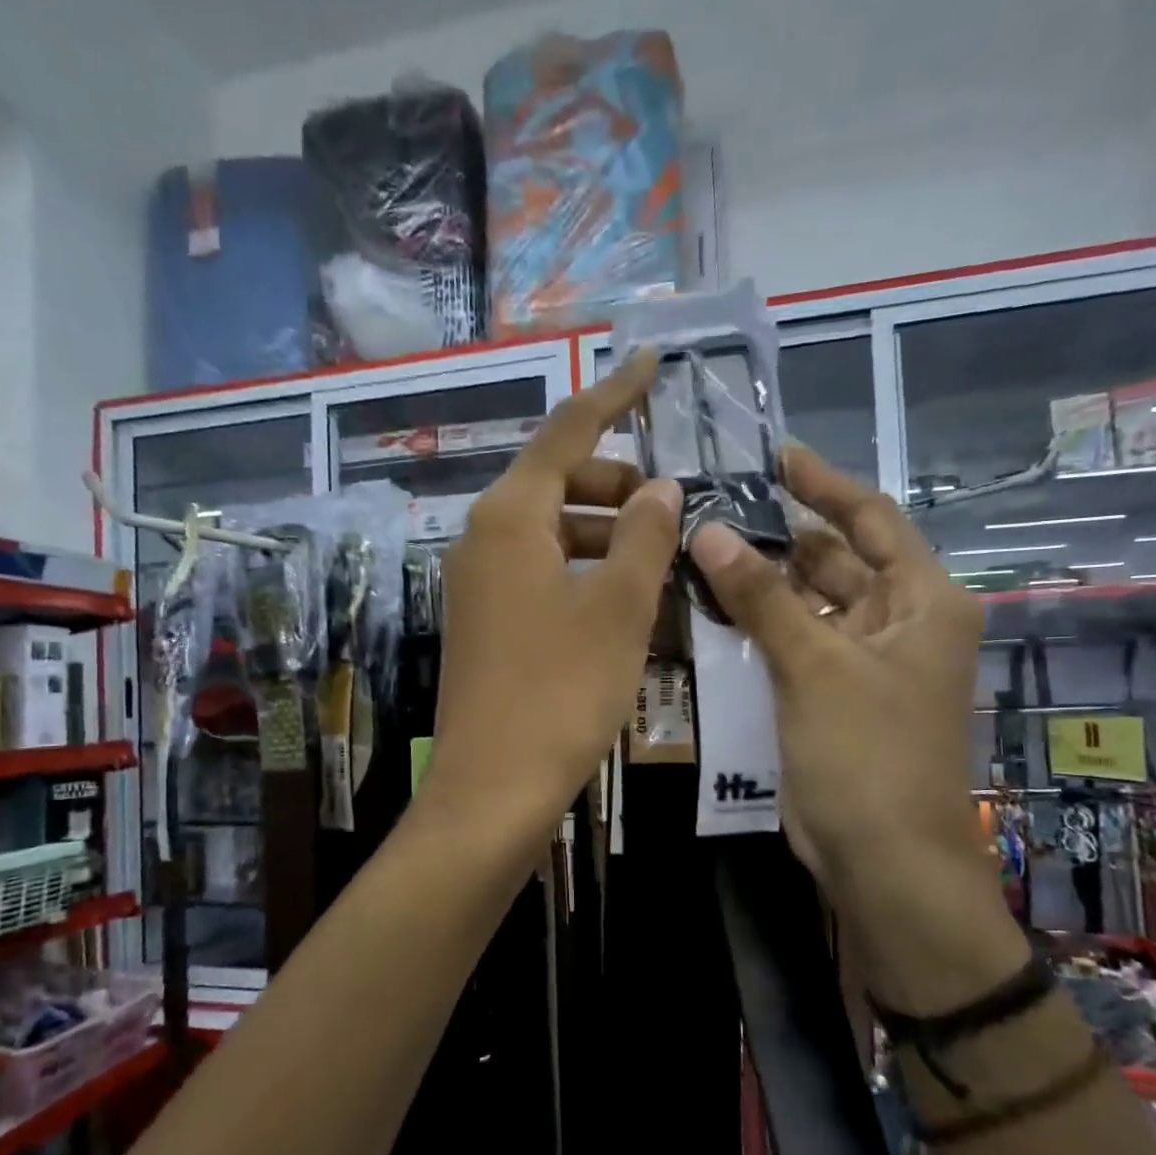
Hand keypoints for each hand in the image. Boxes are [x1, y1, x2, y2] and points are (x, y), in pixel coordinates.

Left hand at [421, 352, 681, 841]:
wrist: (493, 789)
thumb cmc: (560, 691)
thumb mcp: (618, 608)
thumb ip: (644, 536)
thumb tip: (660, 487)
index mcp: (510, 518)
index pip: (567, 432)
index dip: (613, 396)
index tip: (651, 365)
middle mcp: (485, 539)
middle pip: (559, 484)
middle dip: (619, 485)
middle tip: (675, 509)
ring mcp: (480, 585)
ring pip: (554, 534)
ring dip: (609, 537)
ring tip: (664, 563)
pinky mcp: (487, 624)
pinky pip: (544, 576)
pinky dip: (587, 575)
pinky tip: (628, 605)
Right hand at [688, 443, 1027, 1012]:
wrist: (884, 861)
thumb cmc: (868, 754)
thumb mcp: (815, 666)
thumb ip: (761, 597)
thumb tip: (707, 531)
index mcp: (922, 602)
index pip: (872, 520)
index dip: (825, 485)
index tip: (776, 455)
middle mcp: (900, 624)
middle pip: (836, 560)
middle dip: (781, 536)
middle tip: (715, 509)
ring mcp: (865, 664)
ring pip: (810, 604)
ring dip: (764, 583)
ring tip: (702, 552)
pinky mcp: (832, 697)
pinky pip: (795, 644)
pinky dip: (761, 627)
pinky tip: (714, 610)